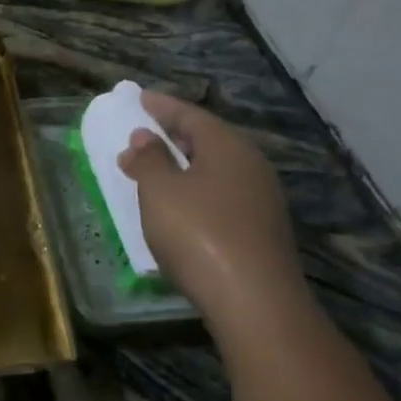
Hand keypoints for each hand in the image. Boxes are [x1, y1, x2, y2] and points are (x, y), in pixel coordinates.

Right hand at [118, 92, 305, 321]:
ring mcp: (261, 200)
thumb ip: (147, 160)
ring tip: (155, 169)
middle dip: (174, 135)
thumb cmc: (200, 234)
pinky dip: (196, 191)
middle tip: (144, 131)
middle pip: (208, 140)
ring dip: (184, 166)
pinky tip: (180, 207)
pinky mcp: (260, 231)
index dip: (161, 106)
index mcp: (228, 147)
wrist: (255, 302)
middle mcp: (251, 166)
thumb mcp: (160, 191)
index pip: (191, 115)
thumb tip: (142, 139)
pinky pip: (221, 196)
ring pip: (216, 170)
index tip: (139, 98)